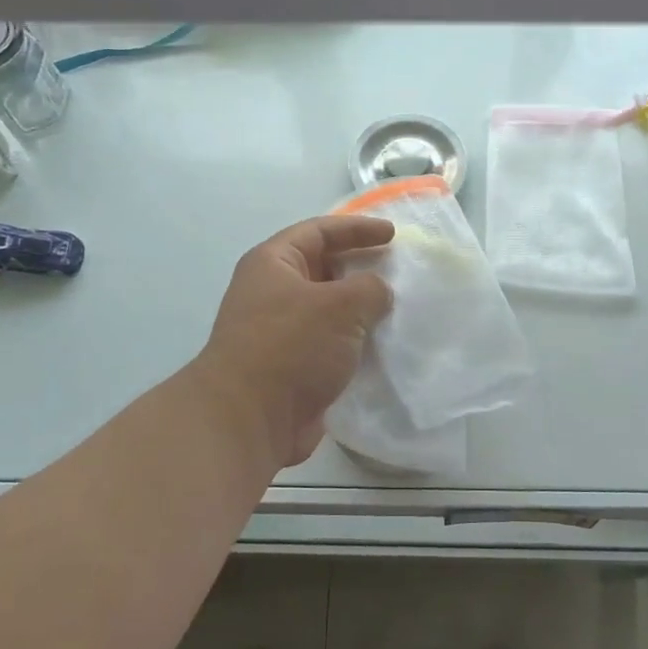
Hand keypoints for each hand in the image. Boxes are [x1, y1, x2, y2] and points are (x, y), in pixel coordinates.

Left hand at [193, 216, 395, 469]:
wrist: (249, 420)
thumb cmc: (290, 347)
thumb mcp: (340, 305)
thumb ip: (369, 288)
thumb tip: (377, 294)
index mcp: (273, 263)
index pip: (319, 231)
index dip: (357, 228)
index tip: (393, 234)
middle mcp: (273, 292)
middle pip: (323, 268)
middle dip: (360, 267)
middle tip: (398, 271)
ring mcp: (281, 332)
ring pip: (329, 309)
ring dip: (361, 309)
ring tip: (399, 308)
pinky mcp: (292, 366)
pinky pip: (331, 343)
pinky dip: (356, 342)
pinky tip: (385, 346)